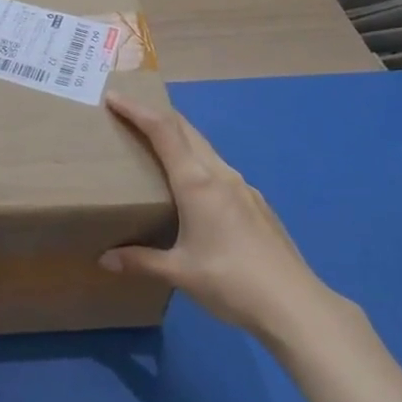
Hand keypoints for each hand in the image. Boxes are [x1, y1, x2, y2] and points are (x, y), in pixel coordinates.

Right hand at [100, 94, 332, 341]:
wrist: (296, 306)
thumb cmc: (231, 282)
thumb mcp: (180, 272)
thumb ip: (140, 261)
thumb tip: (105, 260)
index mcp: (196, 182)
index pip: (162, 130)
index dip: (137, 109)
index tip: (114, 96)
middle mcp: (220, 174)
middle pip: (185, 129)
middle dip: (156, 115)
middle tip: (129, 114)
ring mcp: (243, 187)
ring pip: (204, 148)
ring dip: (179, 138)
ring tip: (157, 148)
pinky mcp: (256, 204)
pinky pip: (219, 169)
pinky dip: (198, 162)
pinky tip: (195, 189)